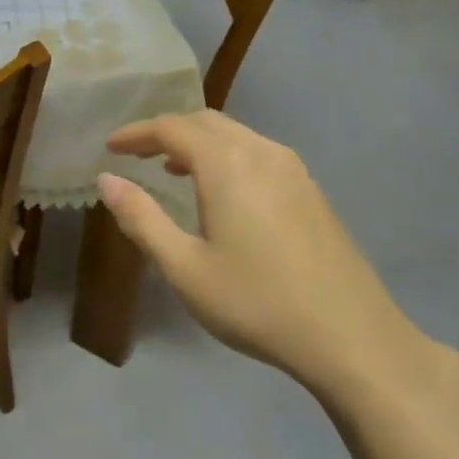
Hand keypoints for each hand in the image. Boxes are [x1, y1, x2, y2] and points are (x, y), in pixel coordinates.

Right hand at [96, 110, 442, 403]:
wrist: (352, 337)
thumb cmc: (257, 303)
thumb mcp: (185, 268)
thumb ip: (141, 218)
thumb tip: (106, 180)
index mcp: (227, 164)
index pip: (171, 128)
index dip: (136, 133)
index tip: (110, 147)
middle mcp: (261, 152)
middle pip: (205, 121)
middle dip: (166, 131)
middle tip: (136, 154)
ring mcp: (293, 169)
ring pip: (235, 134)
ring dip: (198, 142)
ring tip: (171, 168)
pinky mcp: (311, 189)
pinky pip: (257, 152)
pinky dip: (226, 155)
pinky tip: (222, 191)